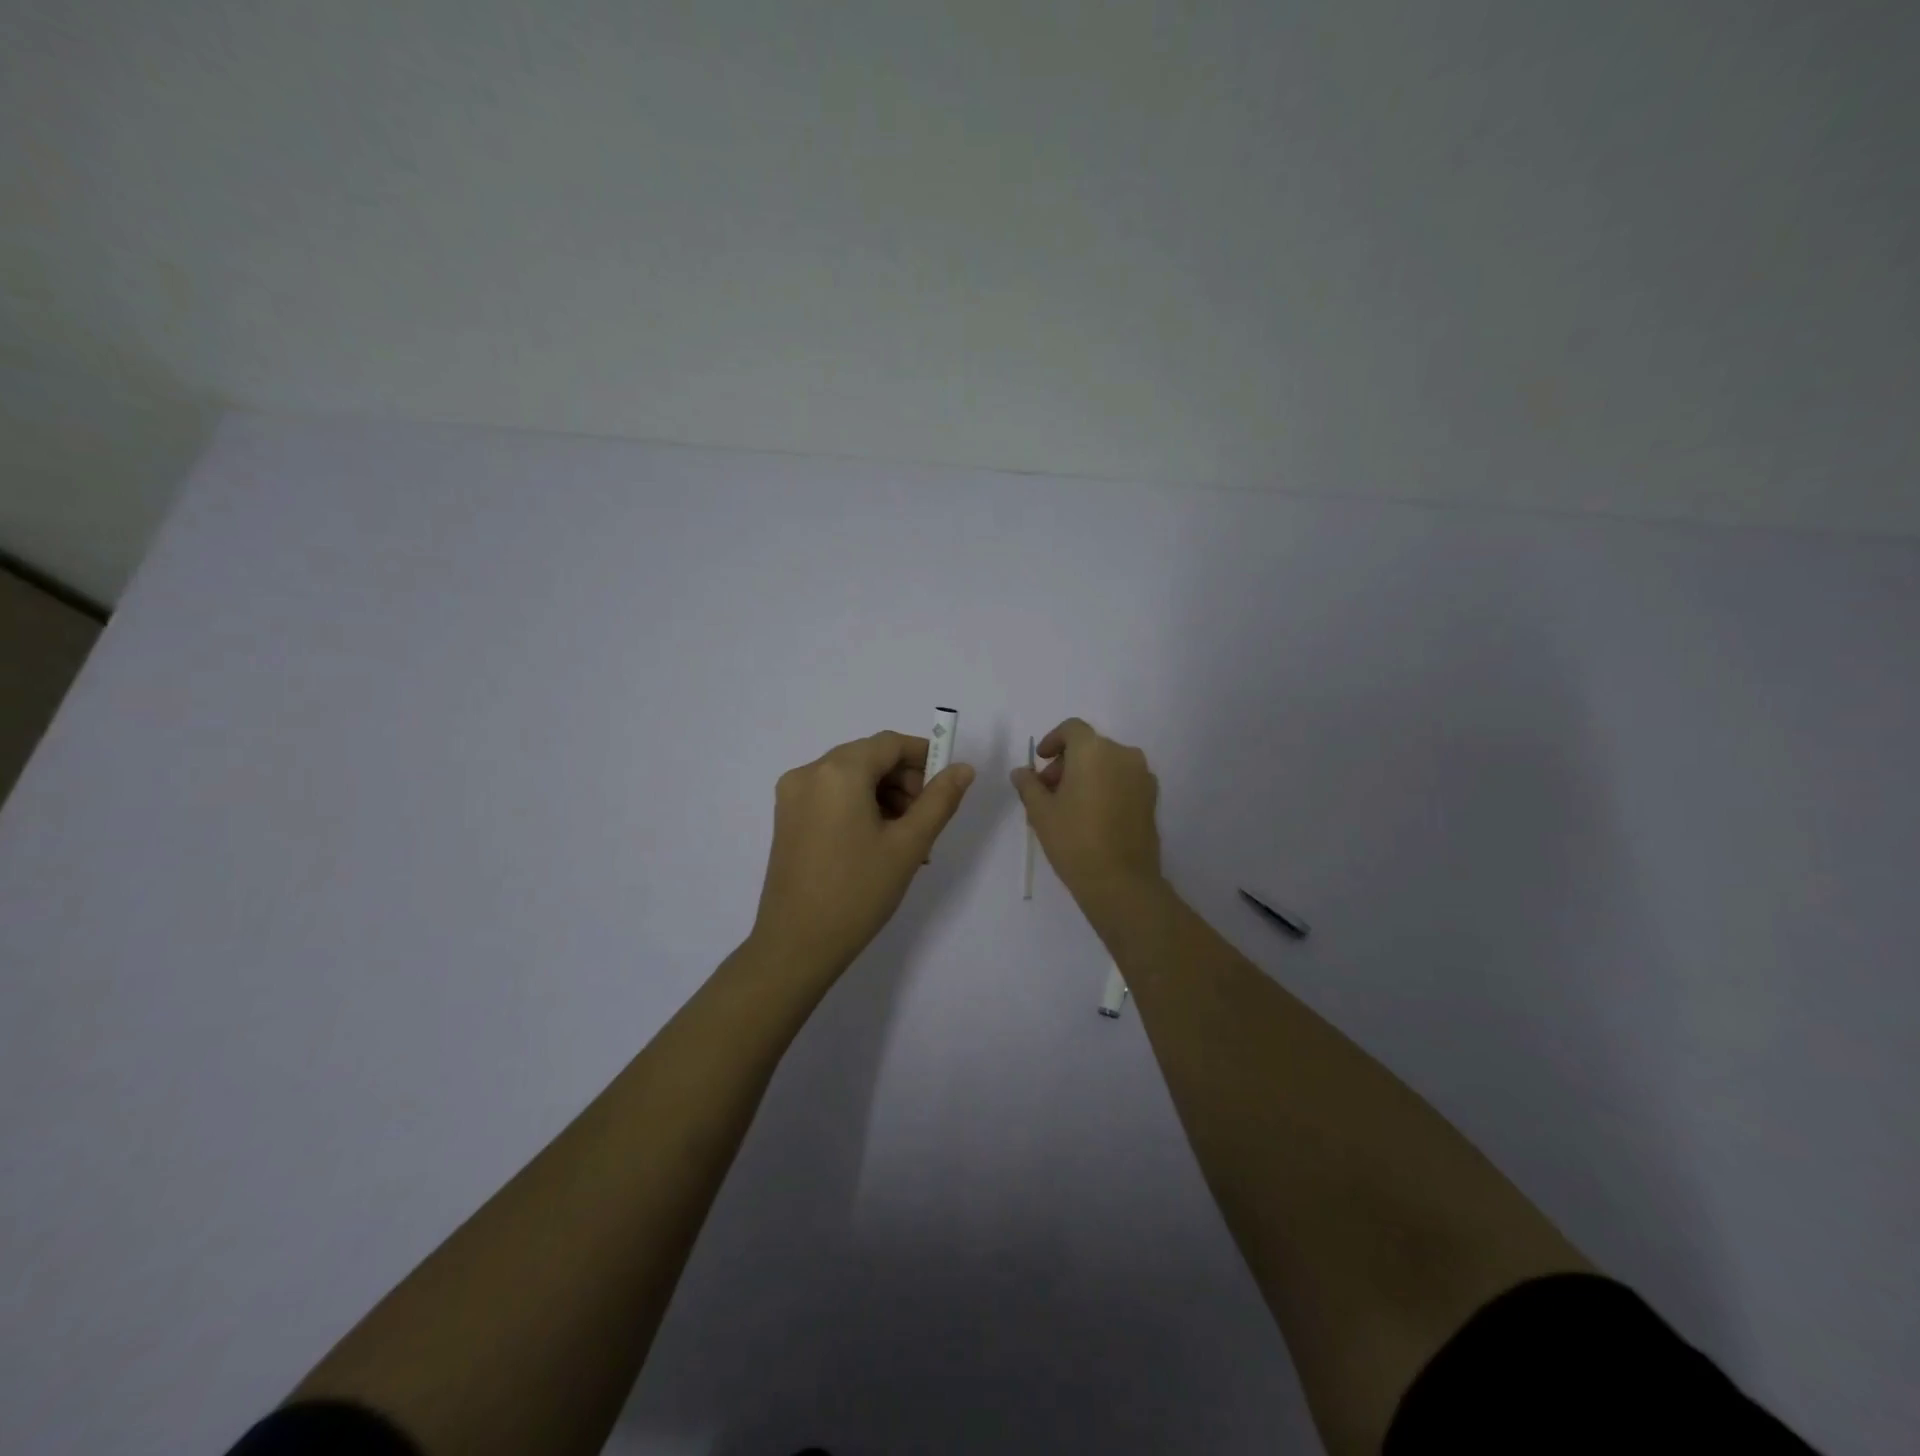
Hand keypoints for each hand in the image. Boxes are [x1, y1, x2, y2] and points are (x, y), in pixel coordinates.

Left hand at [750, 730, 974, 976]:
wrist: (797, 945)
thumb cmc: (858, 891)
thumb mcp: (908, 844)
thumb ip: (940, 799)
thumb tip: (962, 768)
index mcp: (838, 771)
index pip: (889, 744)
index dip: (924, 756)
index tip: (947, 784)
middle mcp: (809, 772)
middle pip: (869, 758)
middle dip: (904, 782)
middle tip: (927, 820)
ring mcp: (792, 796)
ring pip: (851, 779)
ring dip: (884, 797)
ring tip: (907, 841)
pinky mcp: (787, 819)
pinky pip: (832, 797)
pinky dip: (859, 808)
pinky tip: (878, 844)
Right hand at [1011, 717, 1162, 905]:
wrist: (1120, 881)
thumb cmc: (1074, 840)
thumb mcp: (1041, 812)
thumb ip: (1029, 785)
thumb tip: (1021, 772)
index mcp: (1093, 750)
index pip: (1072, 729)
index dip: (1053, 740)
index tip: (1041, 762)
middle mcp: (1123, 754)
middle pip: (1090, 746)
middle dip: (1067, 763)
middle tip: (1049, 791)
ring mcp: (1142, 776)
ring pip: (1108, 763)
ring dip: (1087, 774)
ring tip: (1070, 806)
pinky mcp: (1152, 797)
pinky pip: (1123, 780)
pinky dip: (1106, 786)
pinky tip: (1093, 815)